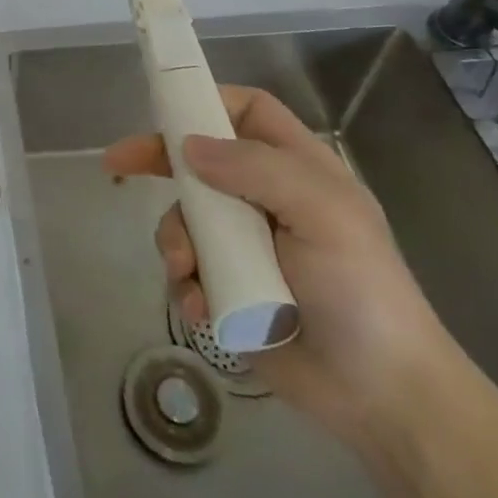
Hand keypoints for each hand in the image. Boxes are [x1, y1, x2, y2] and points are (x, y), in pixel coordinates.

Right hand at [104, 86, 460, 444]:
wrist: (381, 396)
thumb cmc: (362, 291)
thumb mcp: (323, 214)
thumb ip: (257, 169)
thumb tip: (189, 146)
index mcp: (297, 169)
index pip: (248, 112)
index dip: (208, 101)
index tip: (165, 109)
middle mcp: (265, 198)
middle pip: (201, 160)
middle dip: (158, 160)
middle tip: (117, 163)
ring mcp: (245, 245)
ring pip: (185, 217)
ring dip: (175, 240)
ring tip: (187, 271)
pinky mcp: (228, 288)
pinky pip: (187, 269)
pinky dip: (185, 283)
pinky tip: (202, 307)